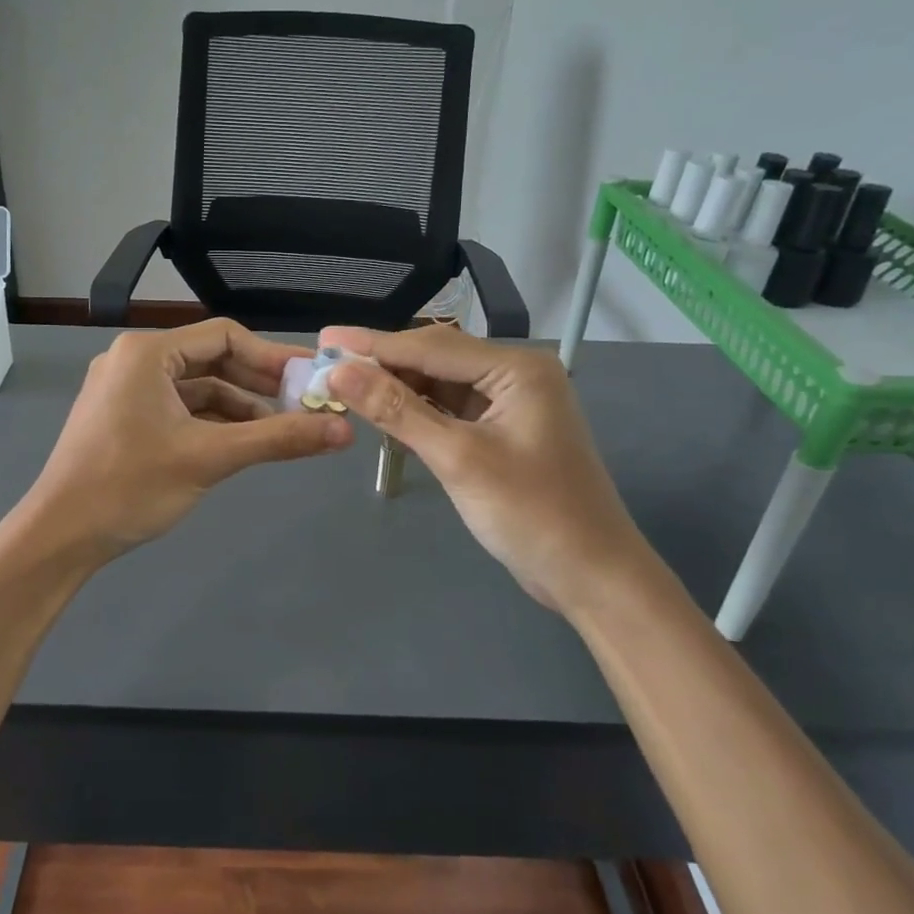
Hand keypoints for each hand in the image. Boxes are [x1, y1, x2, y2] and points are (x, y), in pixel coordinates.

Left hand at [24, 320, 352, 560]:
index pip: (224, 337)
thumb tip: (343, 431)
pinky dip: (213, 424)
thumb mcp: (209, 458)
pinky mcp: (124, 419)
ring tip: (284, 431)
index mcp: (147, 353)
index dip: (273, 357)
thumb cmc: (129, 487)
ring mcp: (126, 391)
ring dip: (240, 408)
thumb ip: (278, 440)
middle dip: (259, 385)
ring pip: (198, 389)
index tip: (312, 380)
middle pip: (212, 360)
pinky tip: (244, 443)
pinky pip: (180, 410)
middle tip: (307, 405)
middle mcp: (134, 361)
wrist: (59, 537)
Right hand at [322, 325, 655, 610]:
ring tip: (343, 383)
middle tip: (325, 360)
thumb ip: (397, 410)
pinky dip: (416, 411)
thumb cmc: (530, 513)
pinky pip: (450, 410)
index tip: (322, 339)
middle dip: (381, 362)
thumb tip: (339, 372)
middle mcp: (516, 375)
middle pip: (435, 359)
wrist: (591, 575)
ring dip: (396, 386)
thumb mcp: (458, 458)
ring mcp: (510, 404)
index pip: (431, 347)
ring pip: (440, 384)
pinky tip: (383, 410)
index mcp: (517, 368)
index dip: (372, 345)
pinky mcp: (502, 432)